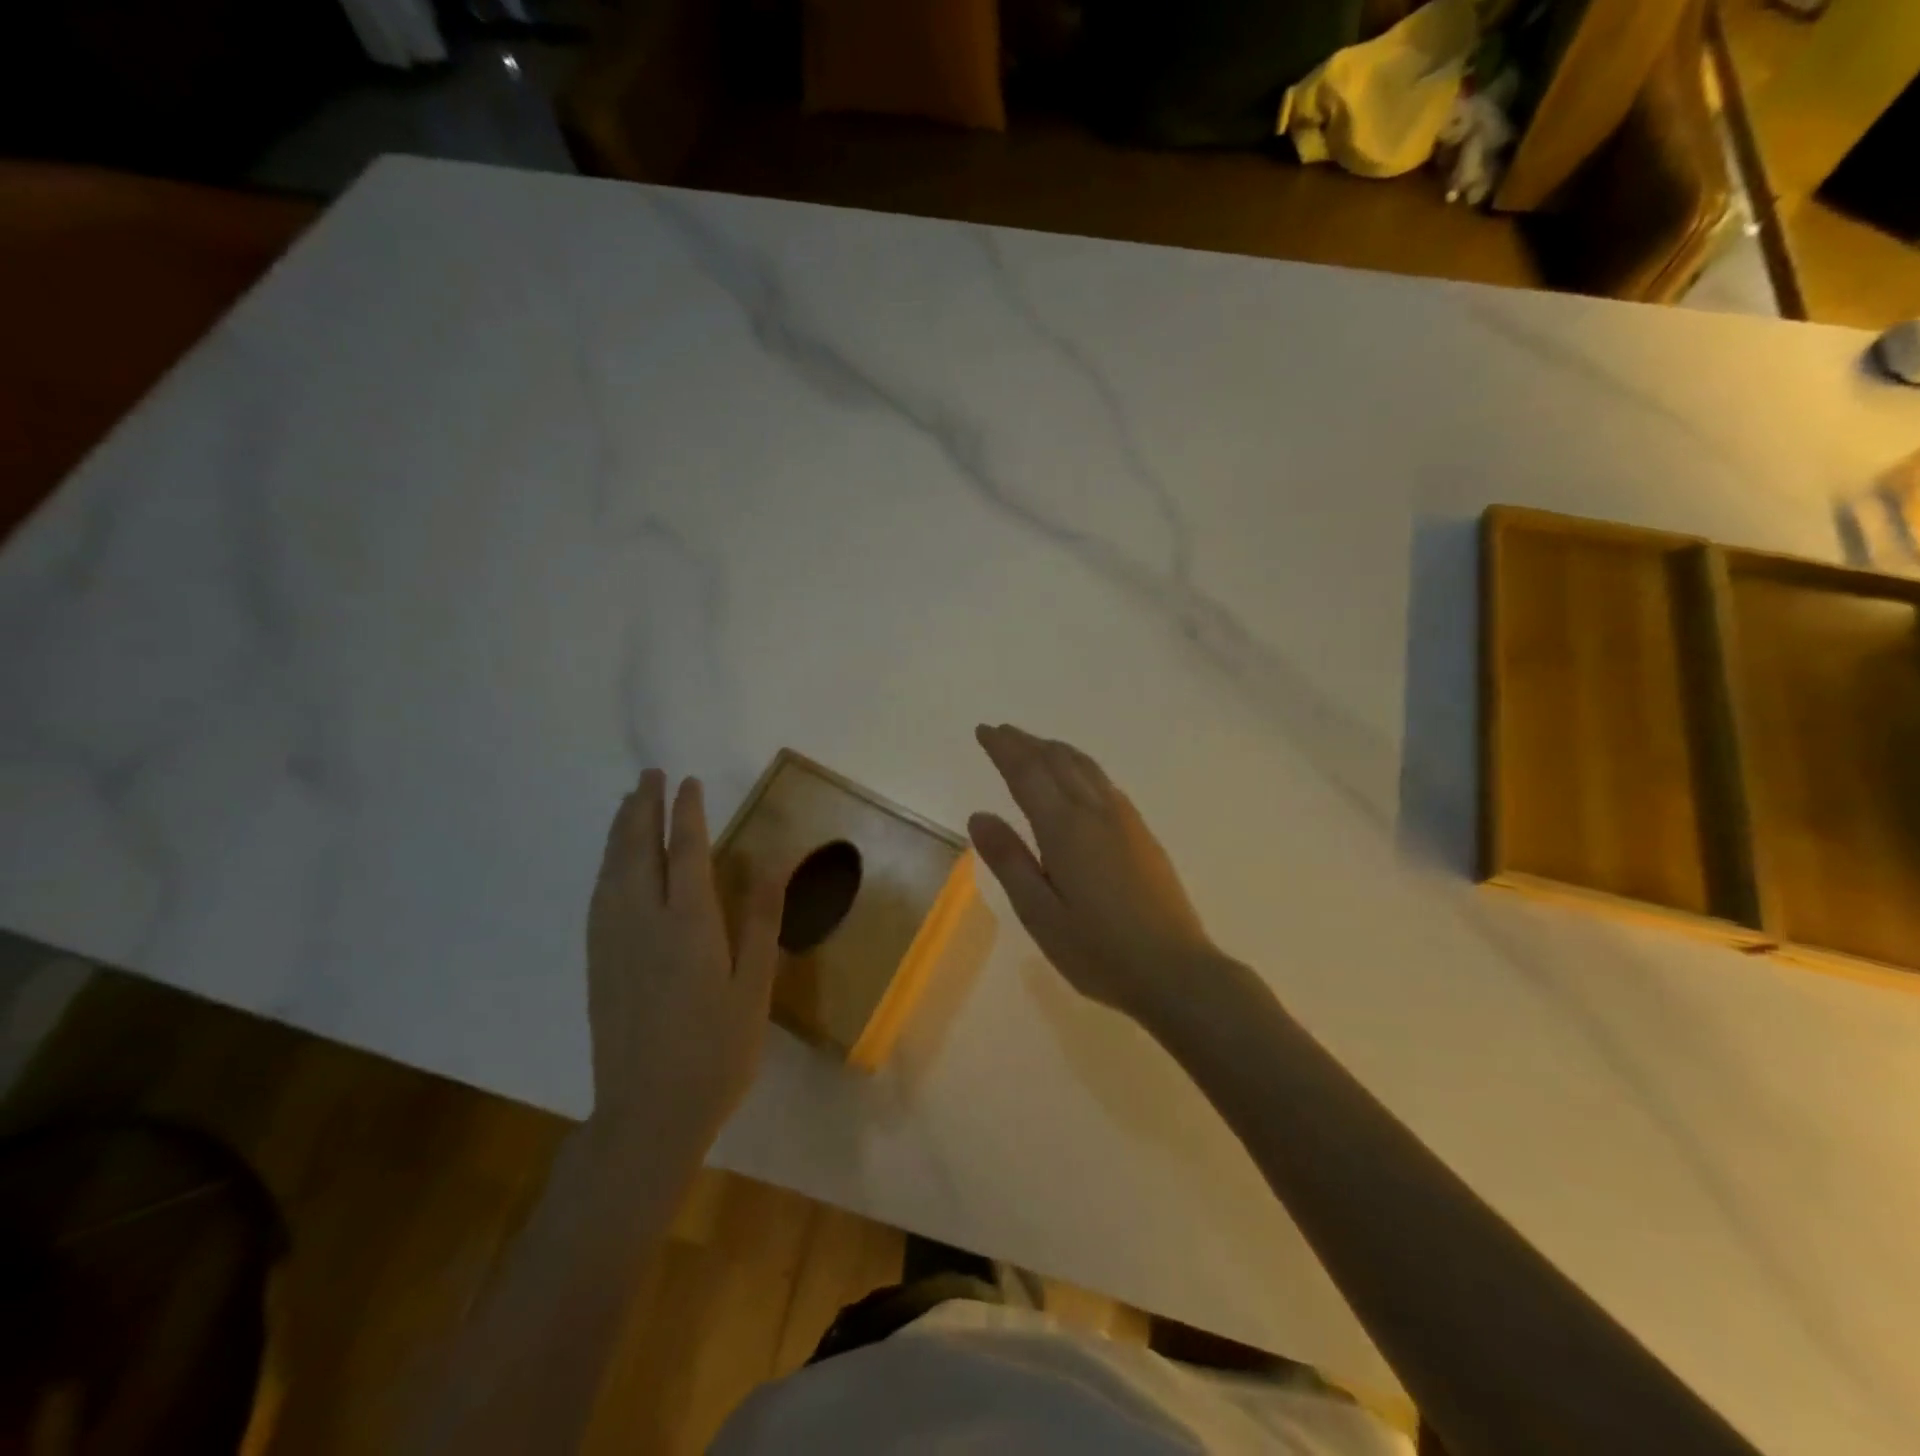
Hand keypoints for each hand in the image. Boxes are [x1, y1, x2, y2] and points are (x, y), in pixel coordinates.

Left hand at [586, 770, 786, 1146]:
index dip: (688, 812)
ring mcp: (612, 942)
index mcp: (688, 924)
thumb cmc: (717, 1051)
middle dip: (644, 807)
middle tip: (650, 775)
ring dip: (620, 830)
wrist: (647, 1115)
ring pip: (612, 870)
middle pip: (638, 849)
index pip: (686, 850)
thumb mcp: (754, 987)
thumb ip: (760, 920)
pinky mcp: (597, 963)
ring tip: (628, 802)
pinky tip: (612, 864)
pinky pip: (599, 896)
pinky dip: (607, 865)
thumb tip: (772, 862)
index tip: (689, 782)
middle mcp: (643, 921)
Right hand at [969, 723, 1223, 1022]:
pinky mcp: (1142, 834)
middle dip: (1026, 743)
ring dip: (1055, 750)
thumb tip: (979, 815)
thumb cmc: (1099, 950)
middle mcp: (1096, 812)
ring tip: (1034, 745)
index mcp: (1066, 828)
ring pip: (1085, 767)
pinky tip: (1078, 778)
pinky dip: (1080, 766)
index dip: (1004, 748)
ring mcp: (1125, 820)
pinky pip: (1103, 782)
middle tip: (1000, 732)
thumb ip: (1009, 861)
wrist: (1176, 971)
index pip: (1028, 772)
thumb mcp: (1040, 914)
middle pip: (1057, 761)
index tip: (984, 731)